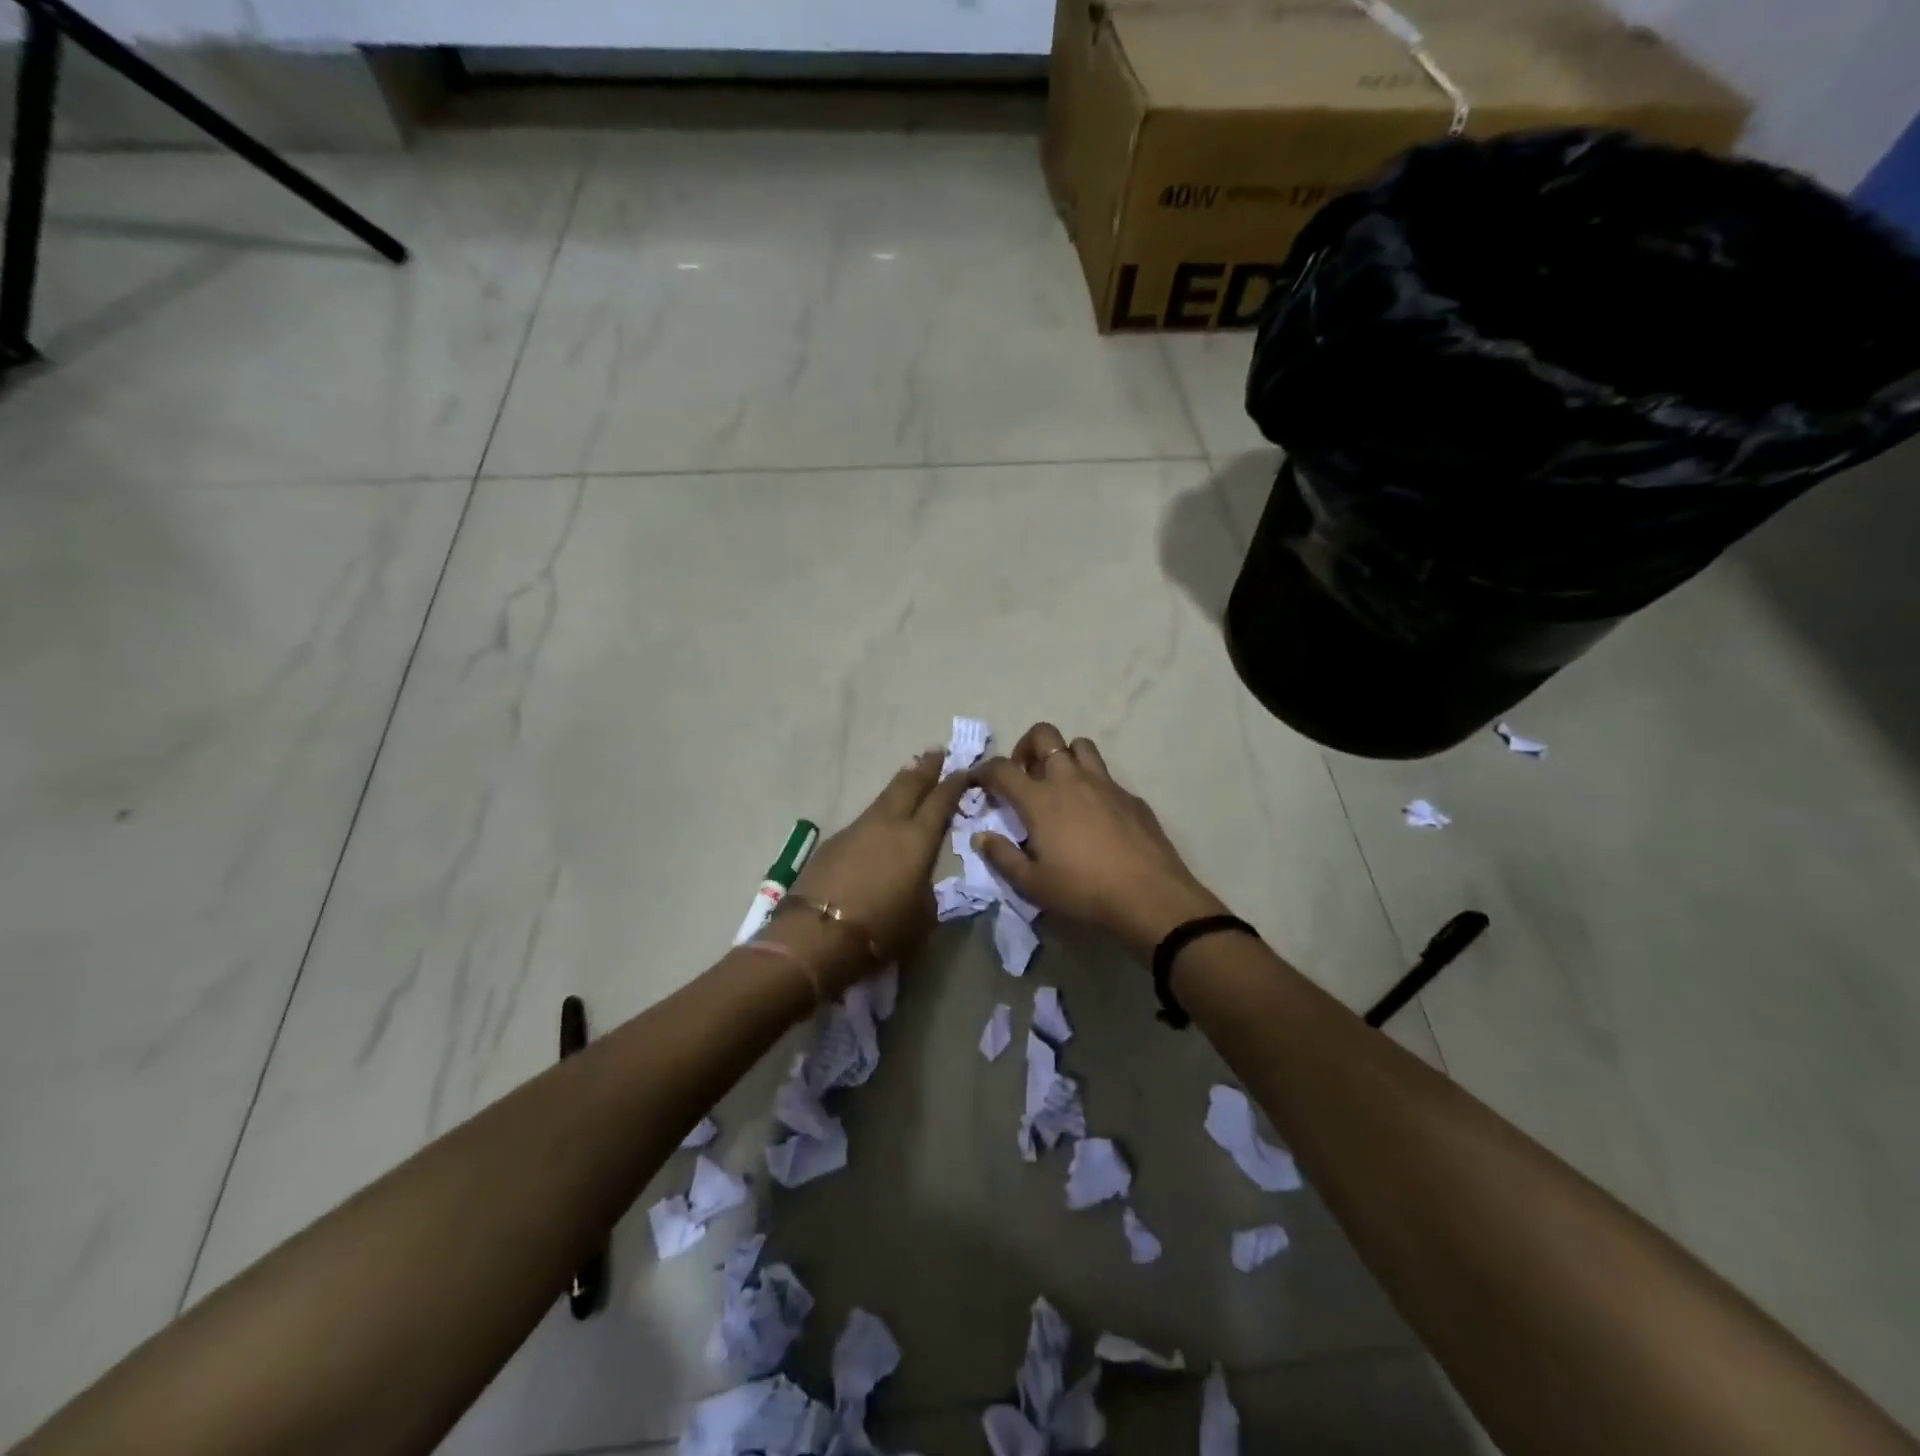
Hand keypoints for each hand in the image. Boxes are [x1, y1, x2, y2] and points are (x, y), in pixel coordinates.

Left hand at [771, 749, 970, 994]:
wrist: (818, 934)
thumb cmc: (882, 928)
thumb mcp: (922, 916)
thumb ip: (926, 889)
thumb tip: (919, 880)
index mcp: (917, 839)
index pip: (941, 800)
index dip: (955, 783)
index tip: (965, 768)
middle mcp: (889, 823)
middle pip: (909, 785)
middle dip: (926, 767)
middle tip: (937, 752)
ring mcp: (858, 828)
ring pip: (884, 798)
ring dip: (900, 785)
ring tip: (910, 776)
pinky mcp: (834, 841)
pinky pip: (865, 819)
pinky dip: (878, 813)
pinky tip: (879, 823)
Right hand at [973, 723, 1226, 954]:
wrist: (1149, 896)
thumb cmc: (1084, 891)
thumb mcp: (1033, 884)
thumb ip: (1003, 857)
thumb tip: (981, 837)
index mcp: (1040, 800)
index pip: (1002, 769)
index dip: (984, 770)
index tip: (979, 781)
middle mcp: (1070, 780)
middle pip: (1044, 735)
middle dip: (1026, 746)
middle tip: (1023, 773)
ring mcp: (1104, 784)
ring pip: (1080, 745)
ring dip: (1063, 755)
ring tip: (1059, 784)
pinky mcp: (1130, 796)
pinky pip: (1105, 775)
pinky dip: (1092, 783)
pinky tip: (1095, 813)